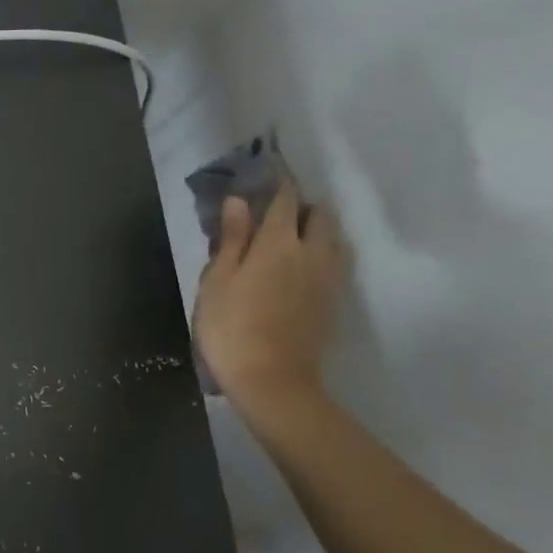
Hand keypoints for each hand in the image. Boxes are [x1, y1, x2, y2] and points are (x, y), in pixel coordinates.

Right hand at [194, 180, 345, 408]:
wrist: (271, 380)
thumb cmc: (230, 328)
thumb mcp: (217, 281)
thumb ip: (231, 239)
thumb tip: (239, 201)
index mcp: (277, 245)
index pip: (284, 201)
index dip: (278, 183)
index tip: (268, 172)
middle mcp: (311, 254)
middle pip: (321, 216)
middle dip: (303, 206)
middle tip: (277, 211)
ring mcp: (328, 280)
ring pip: (334, 239)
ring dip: (318, 229)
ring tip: (293, 236)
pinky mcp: (333, 302)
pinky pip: (336, 263)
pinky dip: (323, 253)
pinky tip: (303, 266)